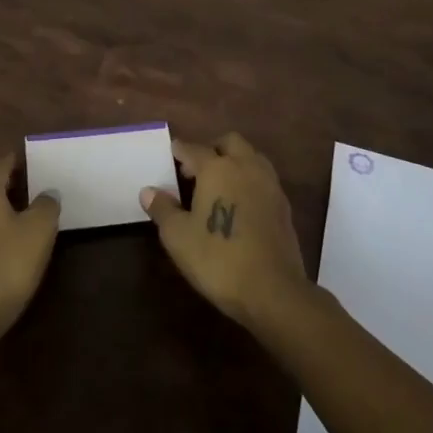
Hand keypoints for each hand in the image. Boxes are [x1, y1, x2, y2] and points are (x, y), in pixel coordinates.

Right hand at [143, 133, 308, 330]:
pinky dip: (249, 180)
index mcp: (217, 168)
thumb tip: (148, 191)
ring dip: (235, 161)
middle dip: (212, 149)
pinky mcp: (283, 205)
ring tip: (219, 184)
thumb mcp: (178, 236)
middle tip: (196, 169)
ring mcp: (269, 184)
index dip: (180, 150)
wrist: (271, 289)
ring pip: (251, 157)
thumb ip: (162, 209)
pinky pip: (263, 178)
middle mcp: (245, 166)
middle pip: (229, 142)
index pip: (194, 149)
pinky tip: (240, 203)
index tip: (172, 153)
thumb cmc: (217, 258)